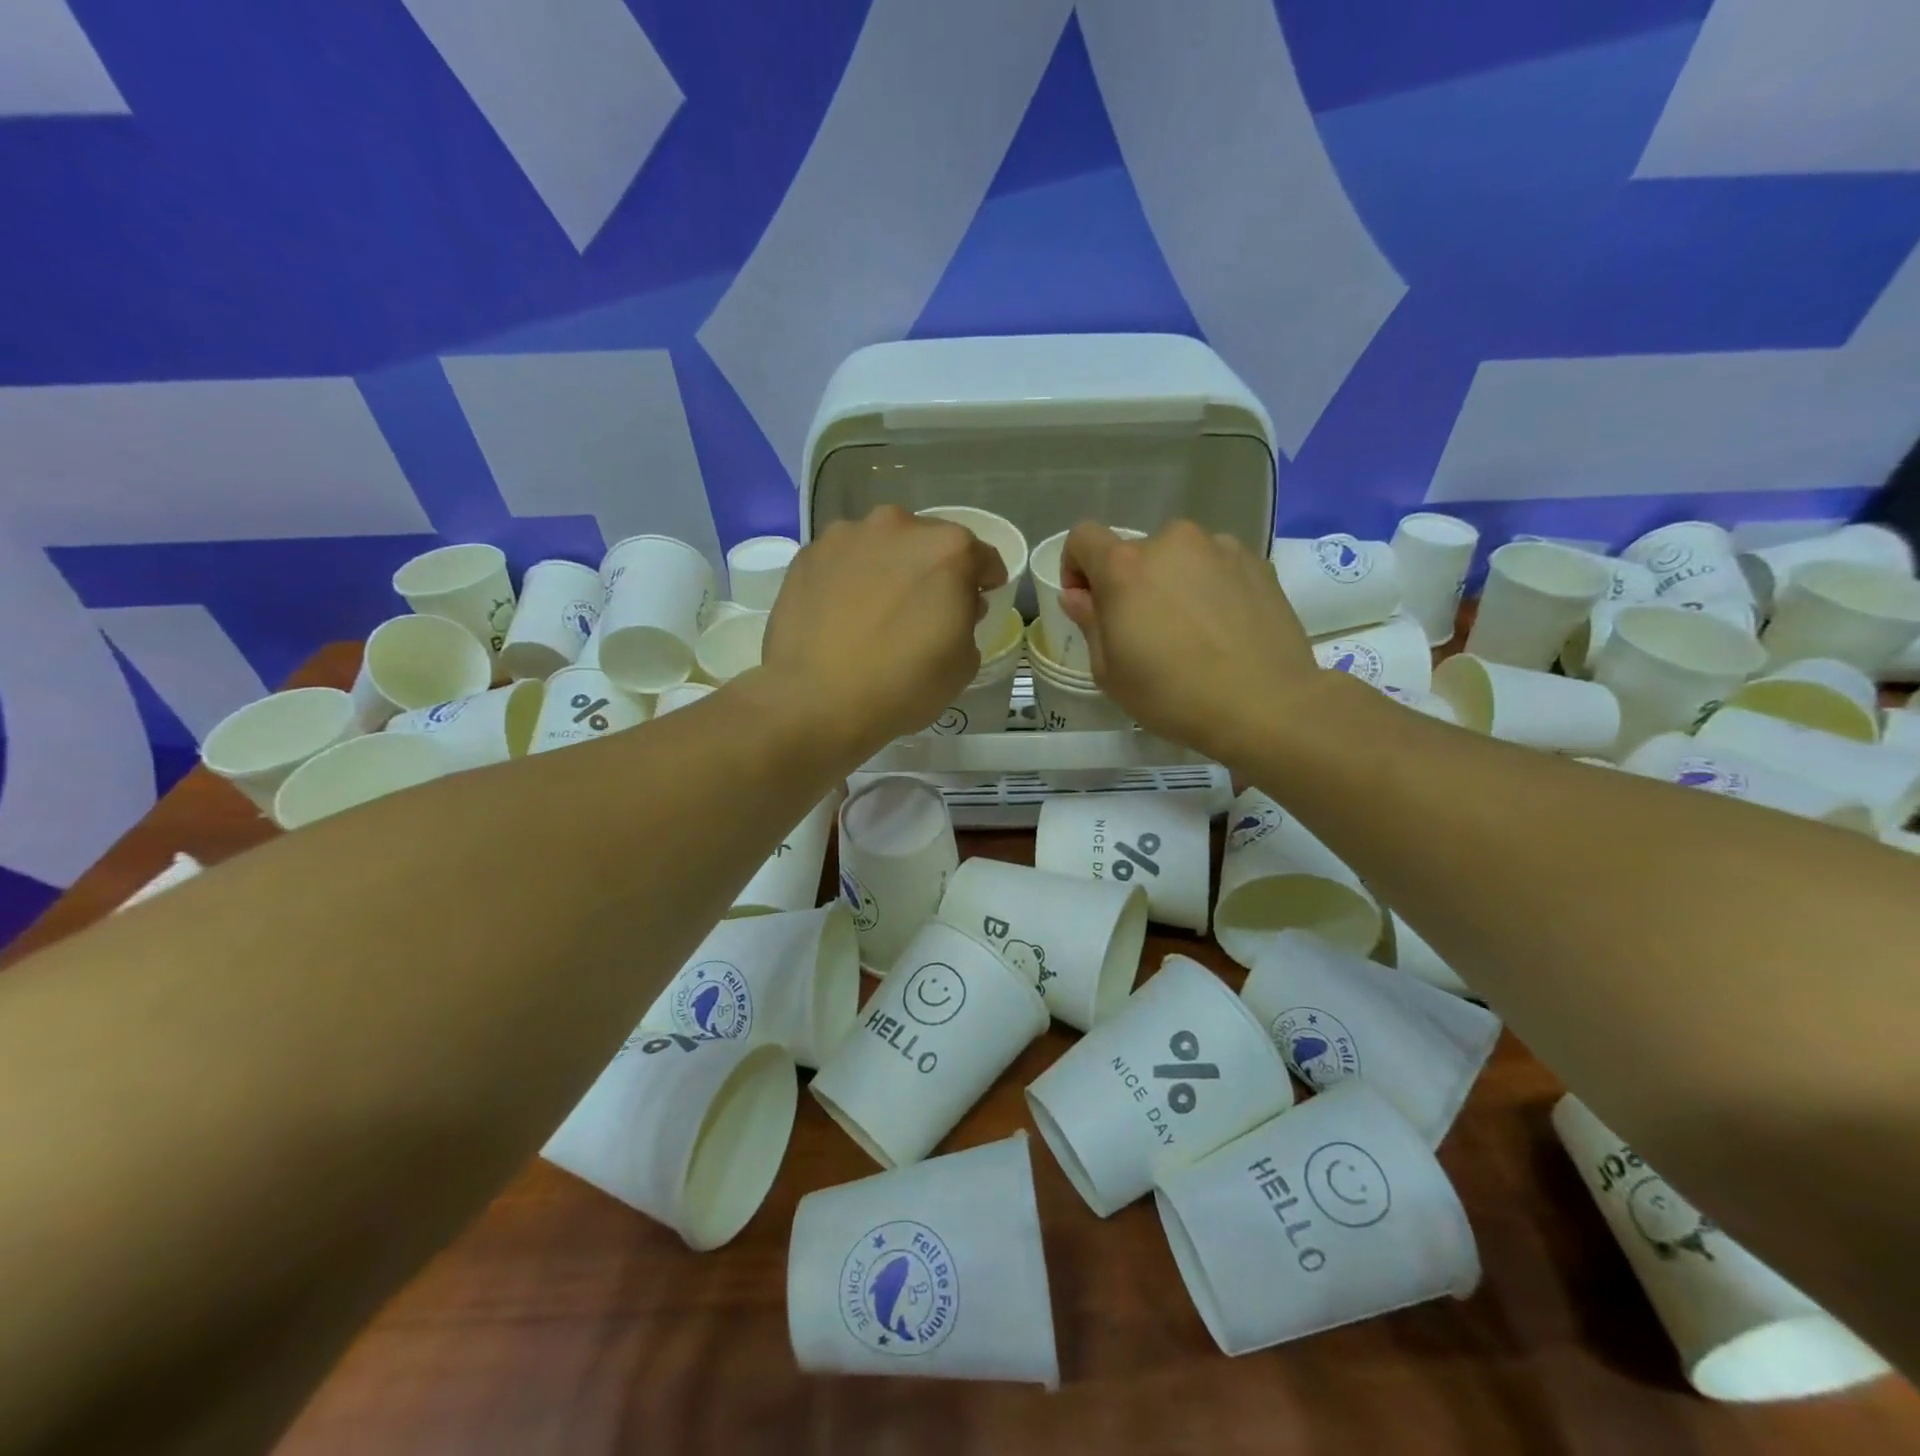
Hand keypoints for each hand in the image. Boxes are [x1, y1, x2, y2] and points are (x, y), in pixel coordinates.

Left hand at [758, 507, 1004, 761]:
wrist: (815, 702)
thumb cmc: (902, 685)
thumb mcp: (963, 664)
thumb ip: (968, 621)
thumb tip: (955, 605)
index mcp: (948, 549)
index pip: (981, 556)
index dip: (985, 581)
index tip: (979, 600)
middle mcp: (897, 526)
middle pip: (928, 543)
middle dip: (933, 570)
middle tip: (925, 607)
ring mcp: (846, 536)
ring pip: (882, 546)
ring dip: (888, 568)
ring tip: (878, 608)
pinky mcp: (808, 555)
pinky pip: (842, 561)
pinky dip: (849, 578)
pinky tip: (842, 613)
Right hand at [1059, 520, 1324, 765]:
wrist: (1266, 704)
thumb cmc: (1172, 694)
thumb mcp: (1110, 672)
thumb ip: (1089, 622)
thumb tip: (1078, 596)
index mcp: (1125, 566)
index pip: (1083, 537)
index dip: (1075, 567)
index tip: (1088, 604)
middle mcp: (1172, 542)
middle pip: (1136, 552)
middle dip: (1131, 583)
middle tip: (1146, 630)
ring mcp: (1220, 548)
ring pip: (1180, 558)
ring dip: (1174, 583)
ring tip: (1191, 630)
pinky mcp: (1258, 563)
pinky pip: (1218, 567)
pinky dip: (1211, 587)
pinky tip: (1224, 629)